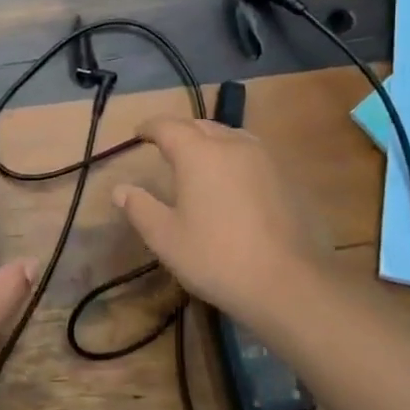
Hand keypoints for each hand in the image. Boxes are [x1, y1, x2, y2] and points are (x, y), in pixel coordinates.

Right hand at [113, 116, 332, 326]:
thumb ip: (140, 208)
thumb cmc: (217, 258)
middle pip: (201, 126)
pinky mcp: (288, 178)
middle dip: (181, 132)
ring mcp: (266, 159)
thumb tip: (120, 189)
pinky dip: (235, 158)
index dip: (150, 127)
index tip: (139, 134)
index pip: (168, 126)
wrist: (289, 283)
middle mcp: (233, 145)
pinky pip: (253, 155)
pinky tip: (234, 182)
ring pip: (231, 136)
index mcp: (199, 153)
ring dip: (211, 141)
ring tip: (200, 159)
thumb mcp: (166, 238)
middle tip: (166, 147)